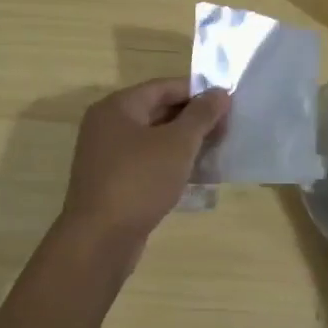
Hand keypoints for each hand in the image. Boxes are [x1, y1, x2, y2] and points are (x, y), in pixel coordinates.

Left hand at [54, 78, 229, 261]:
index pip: (164, 87)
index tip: (227, 103)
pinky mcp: (112, 182)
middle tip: (226, 129)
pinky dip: (171, 163)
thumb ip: (201, 114)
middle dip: (193, 119)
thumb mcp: (178, 143)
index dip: (198, 92)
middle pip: (158, 111)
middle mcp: (107, 126)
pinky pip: (147, 162)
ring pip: (154, 139)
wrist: (100, 240)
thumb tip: (220, 92)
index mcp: (118, 107)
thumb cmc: (140, 181)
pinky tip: (196, 175)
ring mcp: (107, 156)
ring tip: (216, 150)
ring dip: (185, 143)